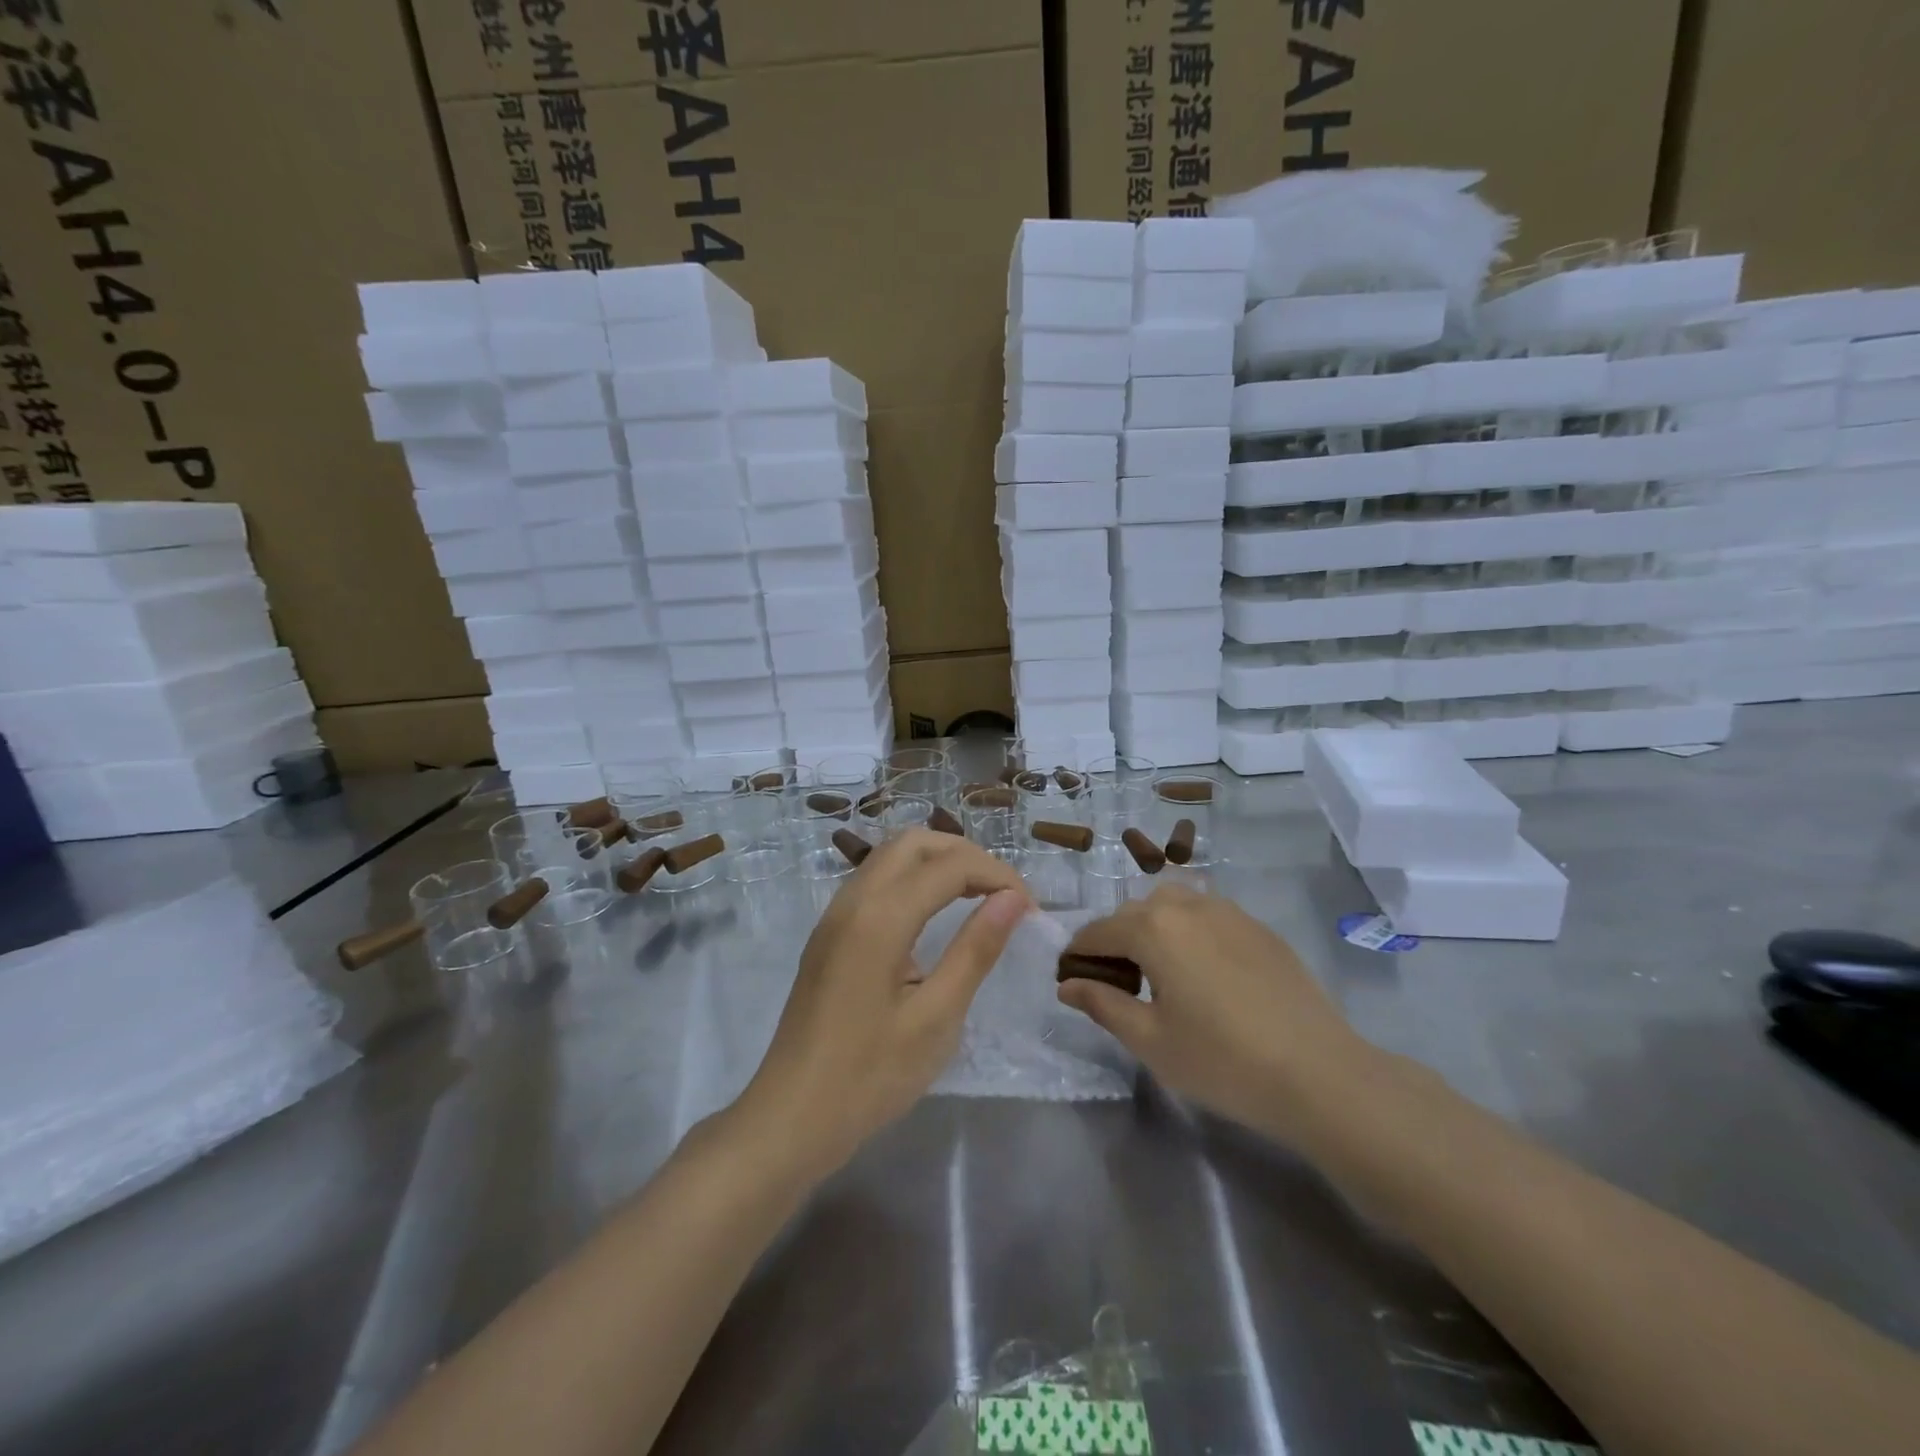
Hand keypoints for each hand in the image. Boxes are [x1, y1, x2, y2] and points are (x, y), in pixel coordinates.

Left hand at [734, 829, 1030, 1180]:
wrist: (790, 1118)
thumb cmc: (870, 1077)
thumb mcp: (936, 1018)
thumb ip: (975, 950)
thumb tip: (1013, 898)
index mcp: (880, 918)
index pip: (950, 865)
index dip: (998, 876)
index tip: (1030, 910)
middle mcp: (853, 900)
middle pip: (915, 842)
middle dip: (966, 855)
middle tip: (1003, 894)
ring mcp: (835, 915)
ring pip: (891, 856)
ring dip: (937, 862)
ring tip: (977, 897)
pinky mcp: (829, 933)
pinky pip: (875, 880)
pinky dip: (912, 879)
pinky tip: (933, 915)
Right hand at [1057, 884, 1375, 1144]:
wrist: (1319, 1074)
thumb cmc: (1221, 1060)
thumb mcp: (1149, 1040)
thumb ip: (1102, 1004)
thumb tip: (1067, 985)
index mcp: (1153, 928)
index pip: (1098, 931)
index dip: (1077, 954)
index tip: (1069, 980)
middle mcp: (1187, 905)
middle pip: (1134, 913)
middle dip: (1115, 940)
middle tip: (1115, 984)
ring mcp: (1228, 911)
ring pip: (1173, 905)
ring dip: (1153, 929)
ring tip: (1158, 973)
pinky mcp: (1259, 927)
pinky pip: (1208, 915)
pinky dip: (1189, 931)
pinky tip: (1202, 972)